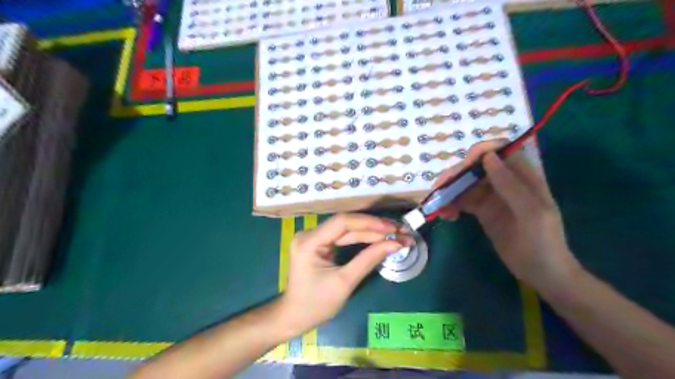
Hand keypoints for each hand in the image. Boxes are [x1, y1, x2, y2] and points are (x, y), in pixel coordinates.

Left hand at [275, 213, 410, 333]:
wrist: (295, 317)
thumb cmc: (316, 304)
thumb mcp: (344, 282)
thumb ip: (369, 259)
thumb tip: (395, 244)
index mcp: (309, 241)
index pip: (342, 222)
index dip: (370, 223)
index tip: (392, 229)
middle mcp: (310, 234)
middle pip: (347, 224)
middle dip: (375, 228)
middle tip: (400, 231)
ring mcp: (315, 238)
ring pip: (347, 230)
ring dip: (372, 232)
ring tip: (396, 234)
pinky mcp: (320, 244)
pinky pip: (344, 237)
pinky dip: (362, 238)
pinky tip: (380, 238)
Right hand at [435, 141, 583, 293]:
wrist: (542, 272)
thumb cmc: (544, 241)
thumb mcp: (531, 212)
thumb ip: (510, 184)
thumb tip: (487, 156)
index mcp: (522, 175)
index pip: (499, 151)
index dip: (480, 152)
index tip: (464, 167)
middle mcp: (504, 181)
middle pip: (475, 166)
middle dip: (456, 174)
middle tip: (439, 189)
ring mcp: (491, 196)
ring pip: (465, 183)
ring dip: (449, 191)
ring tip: (438, 206)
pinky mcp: (482, 210)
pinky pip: (462, 200)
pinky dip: (451, 205)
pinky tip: (445, 215)